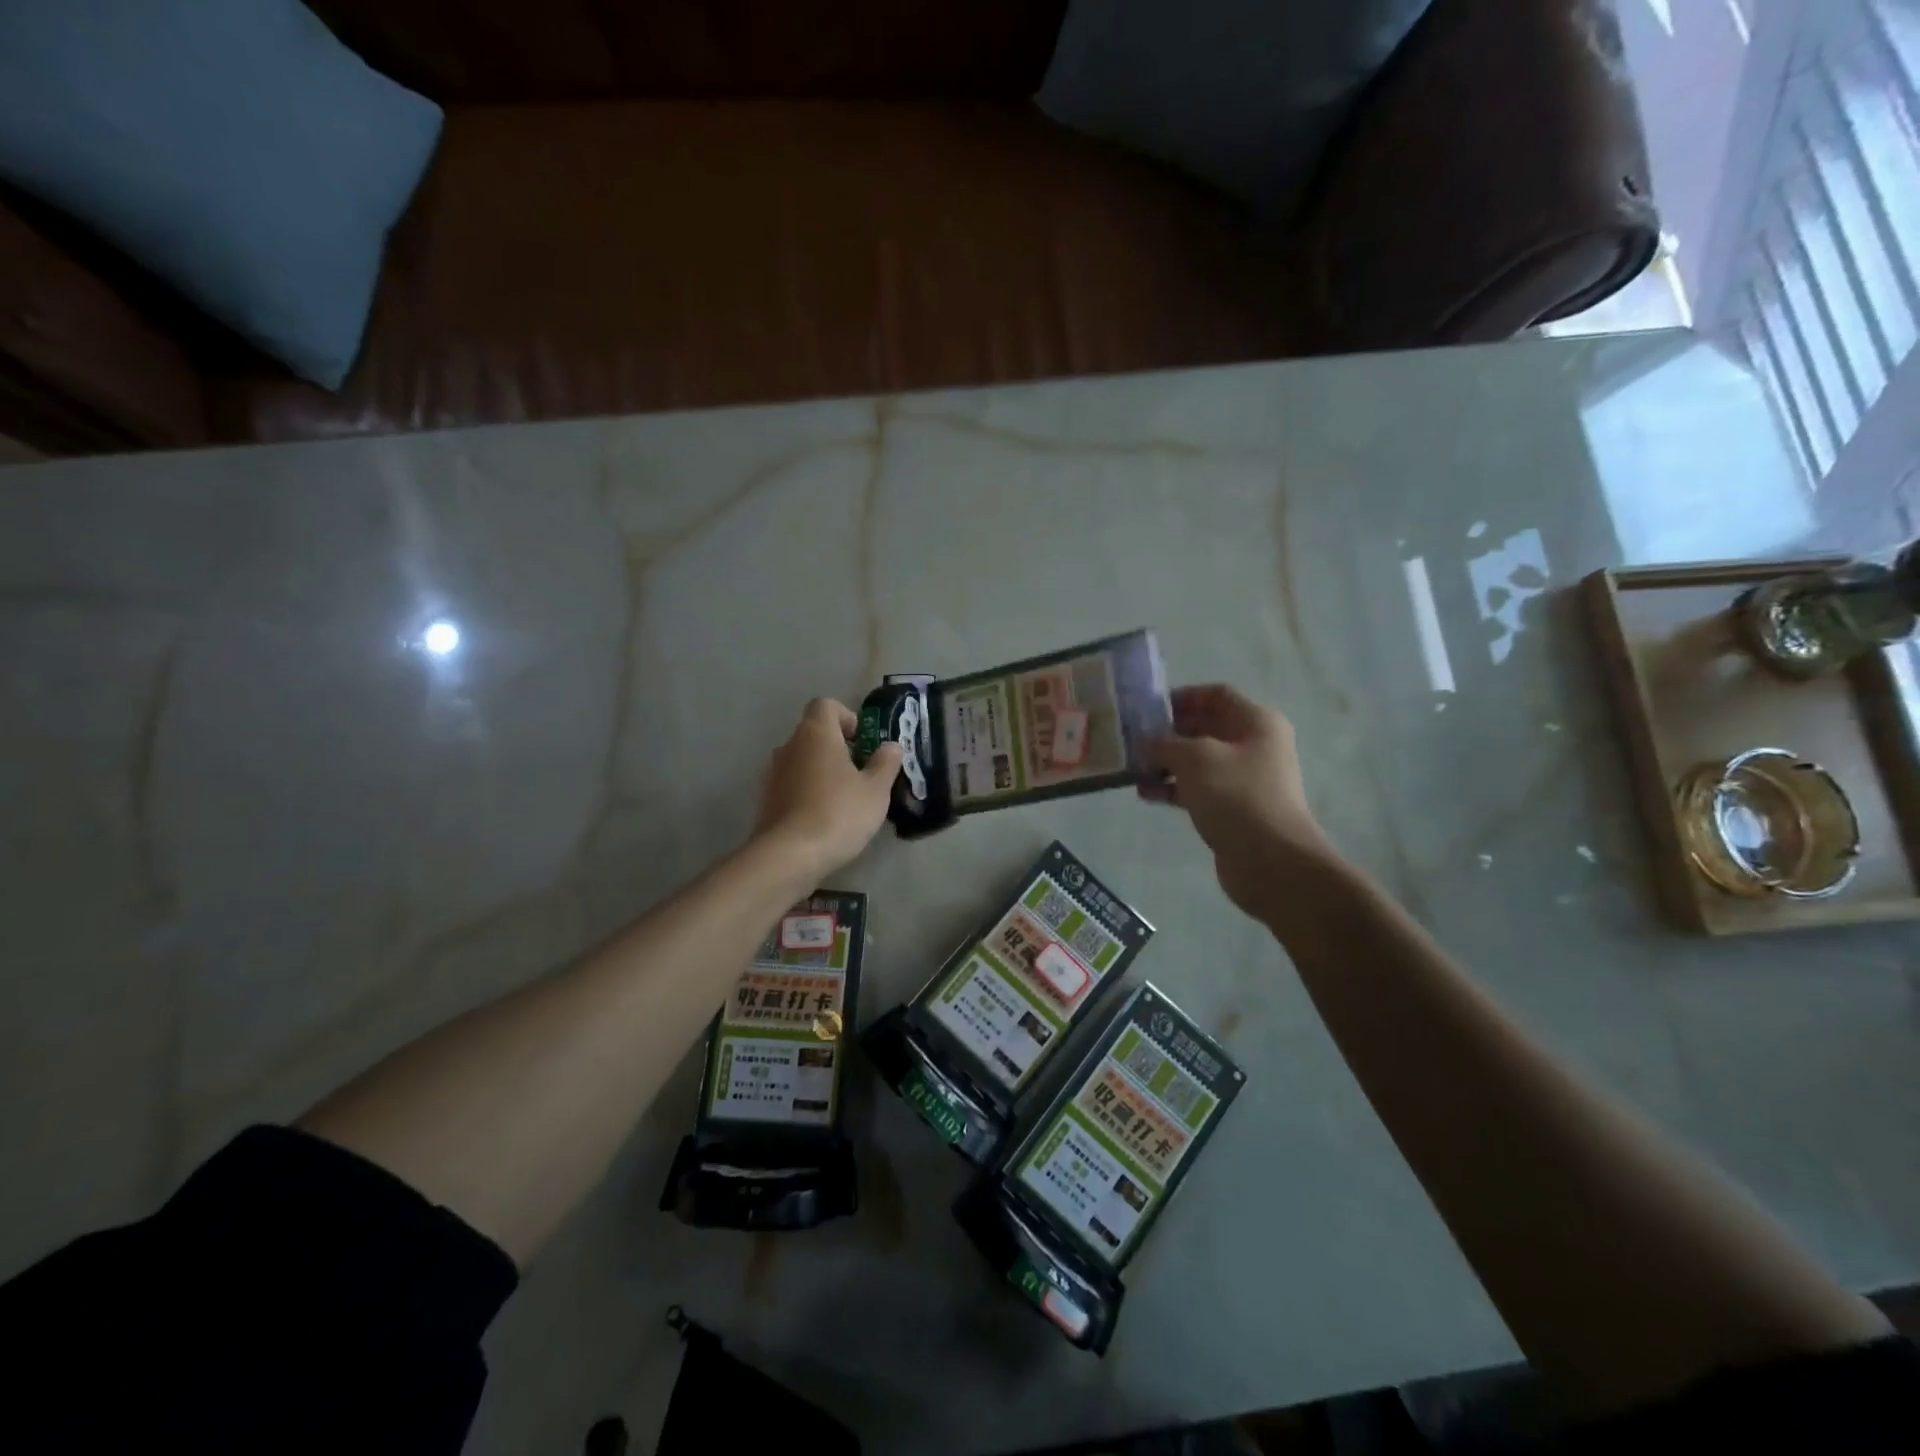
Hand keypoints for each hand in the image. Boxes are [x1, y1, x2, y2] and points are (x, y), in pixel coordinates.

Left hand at [752, 698, 902, 880]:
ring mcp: (773, 774)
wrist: (789, 856)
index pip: (826, 705)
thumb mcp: (875, 790)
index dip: (847, 717)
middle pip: (814, 733)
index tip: (863, 742)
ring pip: (803, 760)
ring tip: (846, 798)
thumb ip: (886, 763)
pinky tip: (826, 818)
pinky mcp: (767, 801)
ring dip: (823, 771)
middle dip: (838, 748)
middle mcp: (789, 746)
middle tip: (862, 773)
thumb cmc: (838, 813)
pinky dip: (809, 792)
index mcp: (816, 734)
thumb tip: (891, 746)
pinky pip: (793, 785)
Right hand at [1141, 685, 1334, 917]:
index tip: (1148, 708)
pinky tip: (1145, 792)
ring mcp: (1243, 779)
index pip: (1216, 695)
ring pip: (1197, 761)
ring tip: (1132, 768)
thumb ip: (1165, 743)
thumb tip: (1145, 743)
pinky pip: (1196, 789)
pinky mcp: (1231, 808)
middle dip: (1168, 732)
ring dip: (1165, 762)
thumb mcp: (1194, 758)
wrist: (1269, 859)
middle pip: (1205, 728)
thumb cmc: (1235, 794)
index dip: (1182, 696)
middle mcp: (1253, 746)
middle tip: (1132, 738)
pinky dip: (1172, 788)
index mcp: (1256, 722)